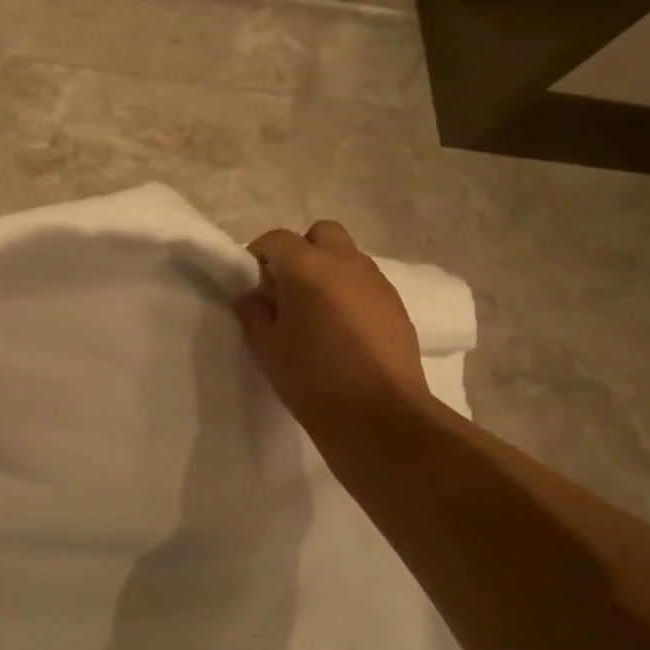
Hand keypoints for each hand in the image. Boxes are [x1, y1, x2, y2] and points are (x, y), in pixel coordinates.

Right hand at [235, 220, 431, 437]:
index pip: (276, 239)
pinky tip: (343, 330)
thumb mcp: (265, 349)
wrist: (378, 415)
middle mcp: (345, 263)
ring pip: (347, 257)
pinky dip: (350, 293)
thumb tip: (253, 296)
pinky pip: (366, 283)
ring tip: (316, 312)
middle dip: (301, 251)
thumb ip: (253, 314)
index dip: (260, 255)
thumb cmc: (311, 379)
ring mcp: (376, 282)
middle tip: (287, 289)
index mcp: (307, 268)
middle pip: (321, 234)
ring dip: (328, 271)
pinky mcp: (396, 305)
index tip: (253, 283)